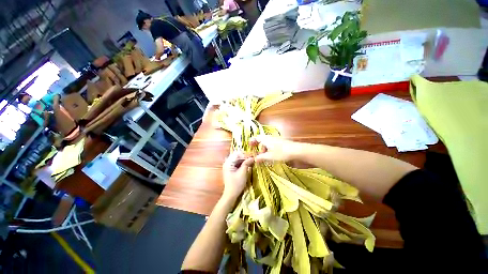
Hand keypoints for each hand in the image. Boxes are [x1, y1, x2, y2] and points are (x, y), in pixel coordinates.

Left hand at [222, 152, 253, 200]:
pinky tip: (249, 165)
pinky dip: (243, 164)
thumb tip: (253, 157)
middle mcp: (228, 163)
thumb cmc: (236, 184)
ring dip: (245, 160)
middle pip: (237, 156)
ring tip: (252, 161)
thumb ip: (247, 163)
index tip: (253, 156)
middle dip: (245, 157)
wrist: (231, 195)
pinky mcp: (232, 169)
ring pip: (238, 160)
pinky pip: (238, 163)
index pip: (237, 154)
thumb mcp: (243, 173)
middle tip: (253, 158)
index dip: (245, 154)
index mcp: (228, 163)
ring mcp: (229, 166)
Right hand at [249, 135, 301, 162]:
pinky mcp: (281, 144)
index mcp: (266, 139)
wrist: (297, 151)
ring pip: (267, 144)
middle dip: (259, 147)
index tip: (250, 147)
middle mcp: (270, 138)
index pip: (256, 138)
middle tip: (258, 155)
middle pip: (262, 141)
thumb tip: (255, 159)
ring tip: (265, 157)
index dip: (252, 141)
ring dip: (264, 150)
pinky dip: (270, 150)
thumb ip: (261, 157)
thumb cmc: (281, 153)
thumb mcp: (270, 156)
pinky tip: (272, 156)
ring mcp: (276, 140)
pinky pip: (272, 146)